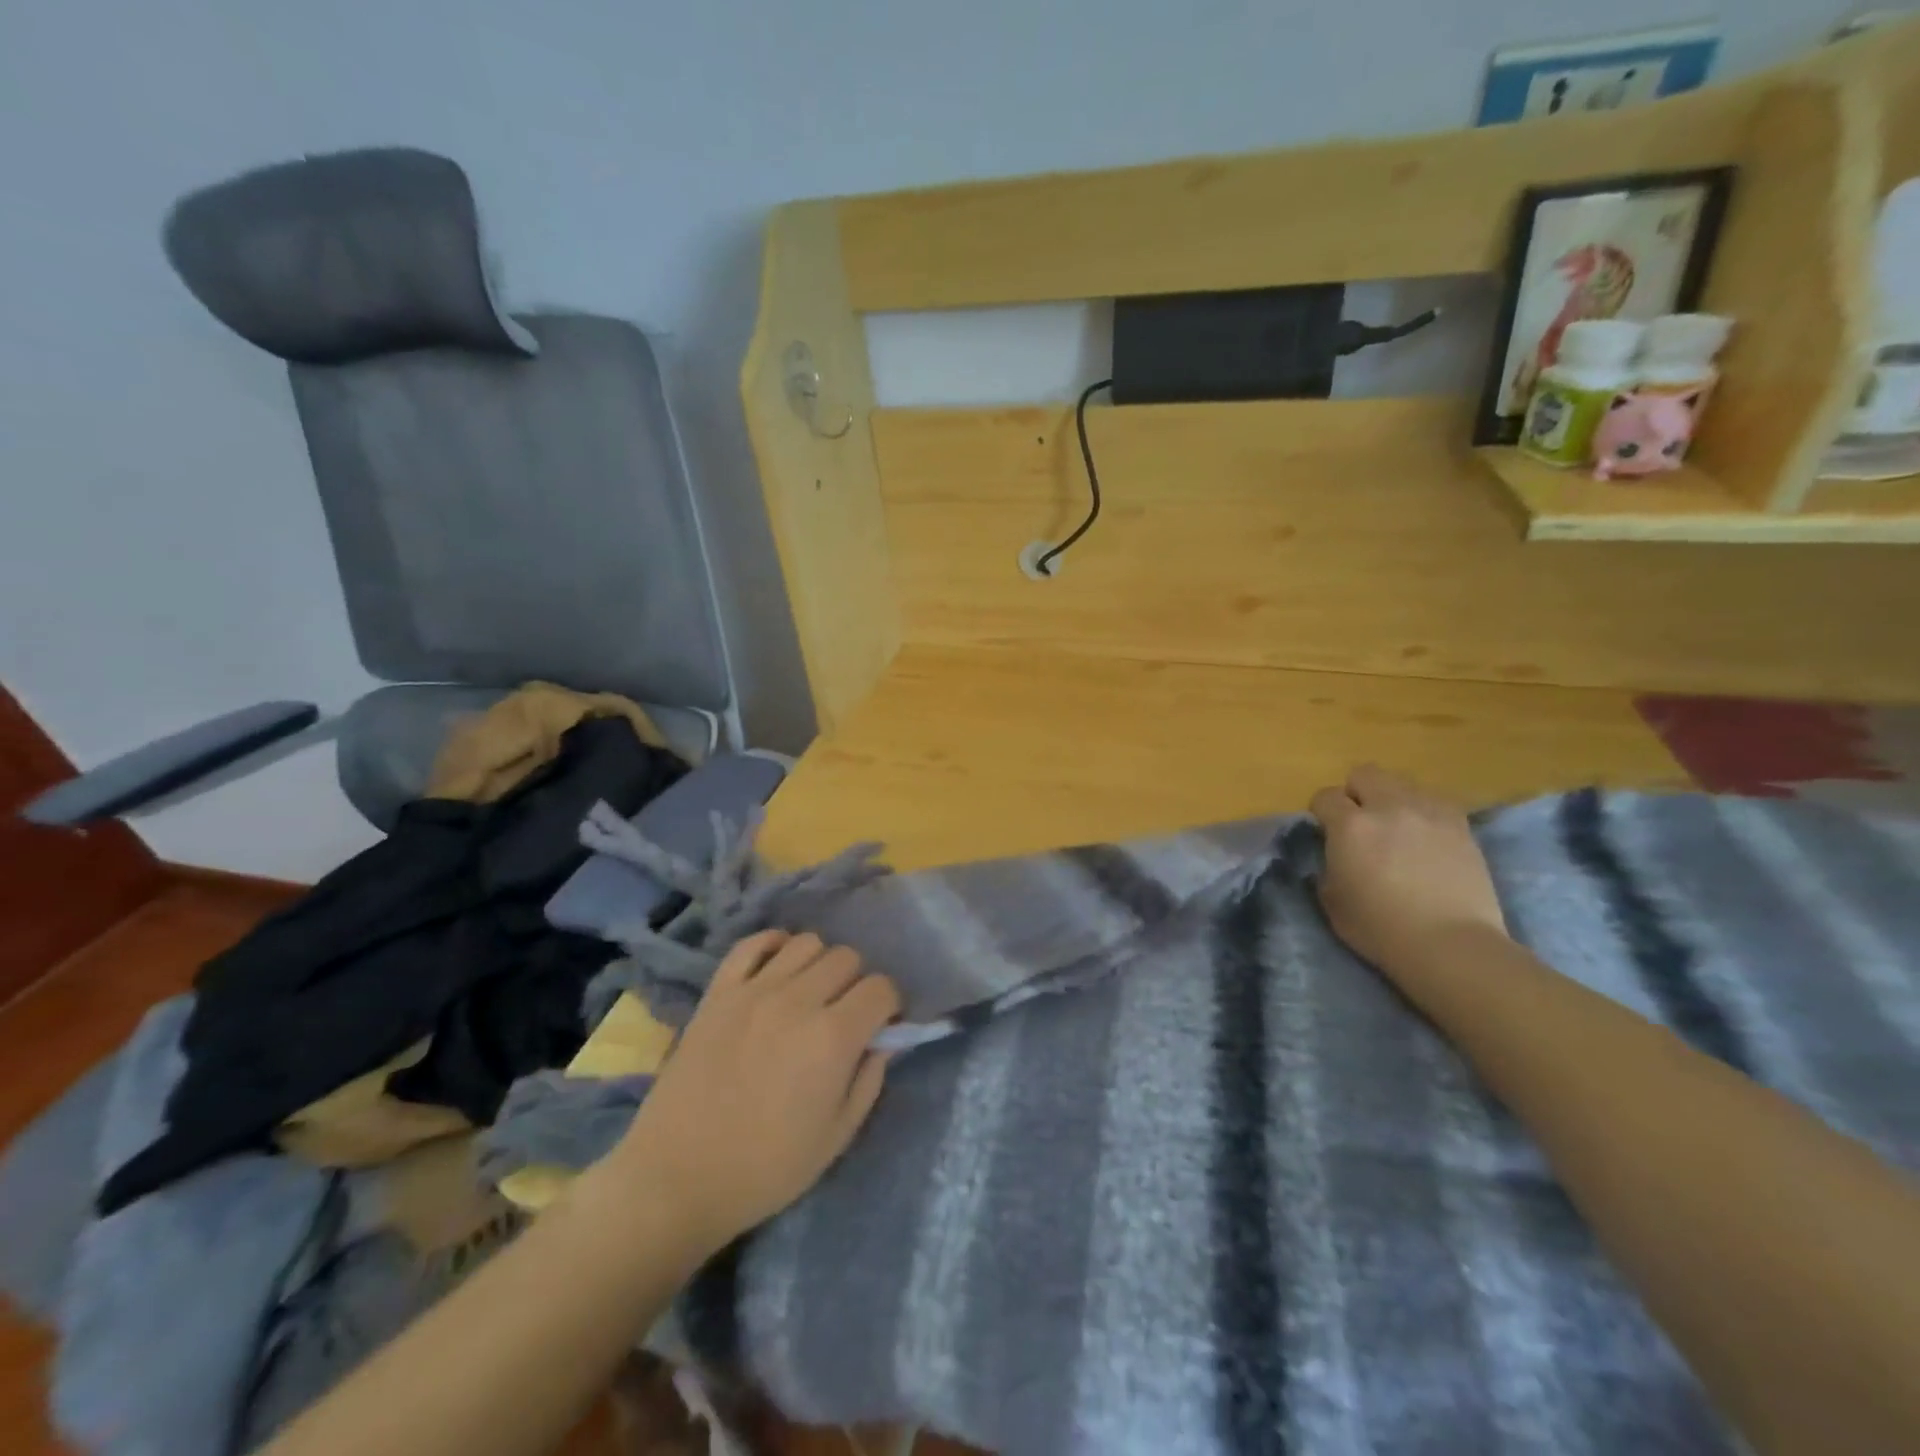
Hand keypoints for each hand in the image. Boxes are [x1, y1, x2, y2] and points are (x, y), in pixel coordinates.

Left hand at [609, 931, 899, 1257]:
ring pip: (807, 942)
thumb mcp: (837, 1136)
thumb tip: (885, 1040)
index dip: (889, 1005)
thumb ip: (870, 1079)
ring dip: (819, 964)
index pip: (881, 988)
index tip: (881, 1026)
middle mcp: (798, 1000)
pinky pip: (752, 943)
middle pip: (847, 958)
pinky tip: (777, 970)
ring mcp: (754, 990)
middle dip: (856, 983)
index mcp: (833, 1037)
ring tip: (810, 994)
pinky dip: (772, 946)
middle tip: (844, 1014)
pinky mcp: (719, 991)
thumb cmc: (766, 1168)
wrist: (678, 1177)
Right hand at [1308, 765, 1508, 976]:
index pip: (1325, 796)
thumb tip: (1334, 854)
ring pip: (1402, 782)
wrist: (1450, 944)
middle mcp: (1388, 807)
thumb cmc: (1380, 929)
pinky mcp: (1460, 824)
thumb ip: (1328, 866)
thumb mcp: (1332, 901)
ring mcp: (1428, 812)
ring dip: (1392, 799)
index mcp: (1350, 826)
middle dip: (1356, 793)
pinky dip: (1423, 811)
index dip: (1321, 812)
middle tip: (1360, 823)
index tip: (1326, 832)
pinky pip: (1435, 800)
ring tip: (1397, 828)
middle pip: (1365, 774)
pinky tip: (1425, 836)